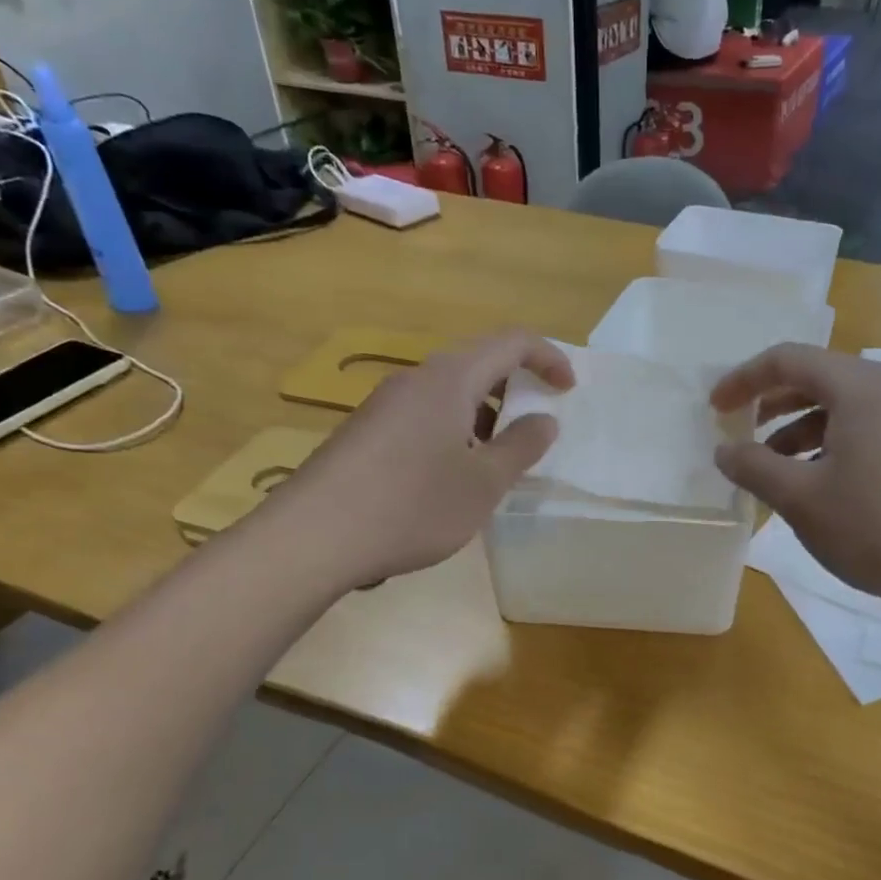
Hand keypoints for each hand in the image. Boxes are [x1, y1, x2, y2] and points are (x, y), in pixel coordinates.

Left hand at [283, 331, 573, 586]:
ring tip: (494, 465)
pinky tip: (448, 482)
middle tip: (534, 432)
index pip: (511, 342)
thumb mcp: (483, 483)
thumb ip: (521, 447)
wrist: (313, 537)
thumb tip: (544, 420)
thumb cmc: (412, 505)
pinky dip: (452, 435)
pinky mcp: (364, 433)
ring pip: (448, 396)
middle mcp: (415, 380)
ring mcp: (384, 405)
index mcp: (450, 379)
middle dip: (515, 392)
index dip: (548, 358)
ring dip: (483, 419)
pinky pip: (422, 418)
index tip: (568, 390)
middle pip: (477, 365)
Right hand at [710, 344, 880, 607]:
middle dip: (770, 404)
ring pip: (841, 411)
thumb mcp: (802, 499)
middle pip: (816, 380)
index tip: (715, 409)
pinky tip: (817, 490)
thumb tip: (725, 450)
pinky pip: (864, 435)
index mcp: (857, 388)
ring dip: (798, 432)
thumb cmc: (879, 525)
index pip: (787, 359)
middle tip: (739, 432)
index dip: (743, 379)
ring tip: (772, 471)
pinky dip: (828, 450)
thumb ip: (754, 468)